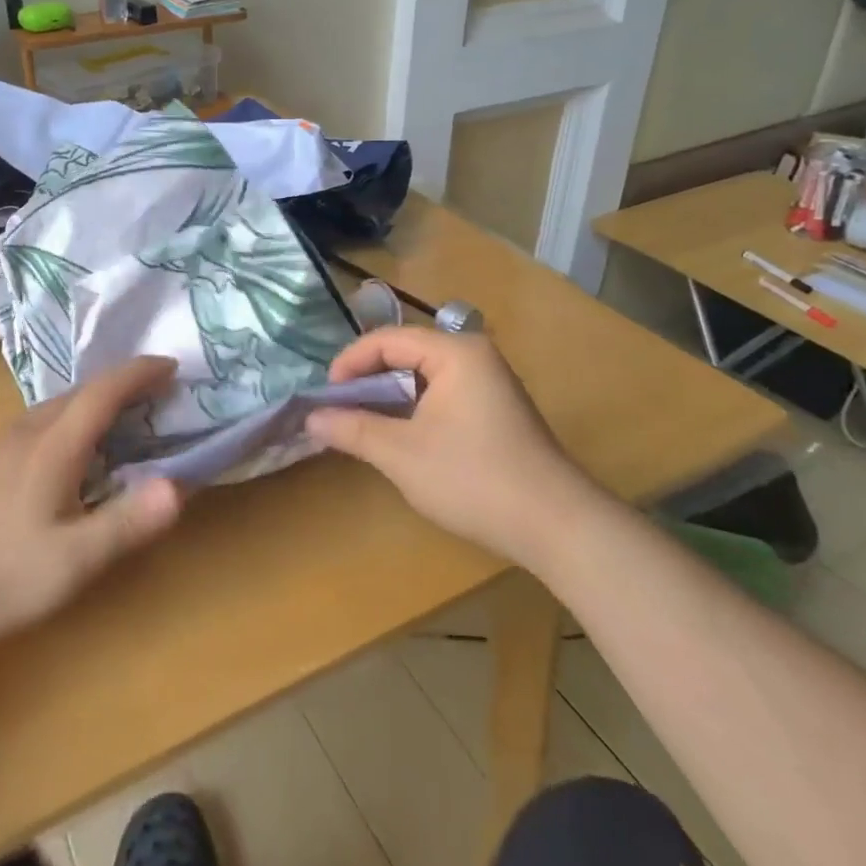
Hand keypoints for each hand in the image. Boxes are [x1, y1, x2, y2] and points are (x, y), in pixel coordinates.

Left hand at [0, 356, 183, 643]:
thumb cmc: (2, 575)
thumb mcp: (75, 560)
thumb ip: (128, 522)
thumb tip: (177, 487)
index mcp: (54, 444)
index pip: (104, 390)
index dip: (140, 372)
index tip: (171, 366)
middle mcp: (27, 431)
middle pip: (81, 391)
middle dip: (123, 385)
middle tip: (157, 395)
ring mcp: (0, 445)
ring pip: (58, 407)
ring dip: (96, 402)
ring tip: (122, 420)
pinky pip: (41, 423)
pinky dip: (72, 421)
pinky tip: (72, 453)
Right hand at [306, 327, 589, 566]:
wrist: (555, 526)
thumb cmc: (473, 479)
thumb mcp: (402, 454)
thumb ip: (353, 429)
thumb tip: (310, 417)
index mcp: (455, 352)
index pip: (387, 339)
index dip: (350, 362)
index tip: (325, 395)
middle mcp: (475, 356)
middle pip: (406, 353)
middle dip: (368, 379)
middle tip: (339, 409)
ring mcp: (490, 382)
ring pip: (424, 376)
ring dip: (391, 396)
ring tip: (362, 423)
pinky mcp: (496, 409)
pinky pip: (443, 393)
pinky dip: (415, 409)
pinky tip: (400, 436)